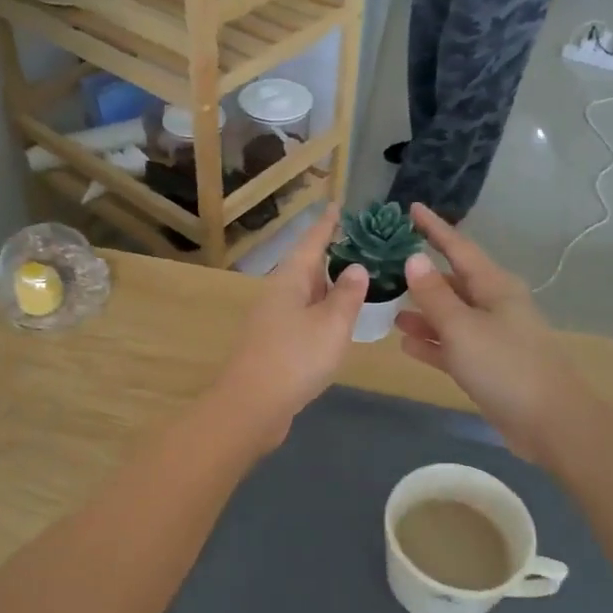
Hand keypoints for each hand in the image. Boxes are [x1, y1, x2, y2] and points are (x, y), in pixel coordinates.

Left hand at [213, 206, 367, 448]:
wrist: (252, 406)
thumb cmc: (294, 358)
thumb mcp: (331, 324)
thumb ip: (347, 295)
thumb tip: (355, 267)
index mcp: (288, 280)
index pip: (310, 243)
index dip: (325, 225)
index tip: (336, 206)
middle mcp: (277, 294)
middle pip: (305, 267)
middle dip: (330, 255)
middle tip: (360, 245)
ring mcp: (271, 321)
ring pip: (304, 294)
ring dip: (327, 286)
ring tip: (355, 279)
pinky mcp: (273, 345)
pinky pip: (302, 318)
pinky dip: (321, 312)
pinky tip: (335, 321)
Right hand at [393, 205, 585, 460]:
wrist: (550, 422)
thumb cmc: (505, 366)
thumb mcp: (462, 327)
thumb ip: (434, 295)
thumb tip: (413, 258)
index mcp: (494, 287)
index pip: (458, 248)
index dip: (434, 228)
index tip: (411, 209)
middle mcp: (494, 305)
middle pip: (452, 281)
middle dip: (422, 273)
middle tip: (386, 264)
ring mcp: (491, 337)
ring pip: (450, 315)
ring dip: (422, 311)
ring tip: (387, 308)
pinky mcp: (487, 365)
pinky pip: (452, 345)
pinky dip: (431, 342)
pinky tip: (405, 343)